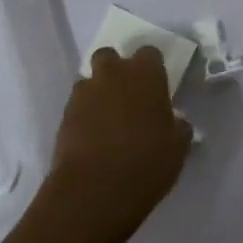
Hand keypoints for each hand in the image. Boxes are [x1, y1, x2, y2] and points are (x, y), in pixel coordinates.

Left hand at [30, 46, 192, 242]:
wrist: (95, 189)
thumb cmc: (146, 162)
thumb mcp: (178, 146)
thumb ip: (178, 126)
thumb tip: (176, 121)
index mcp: (145, 74)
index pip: (149, 53)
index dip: (152, 67)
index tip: (156, 86)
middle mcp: (112, 74)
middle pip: (110, 56)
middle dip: (117, 70)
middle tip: (128, 96)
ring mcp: (84, 93)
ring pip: (90, 80)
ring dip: (98, 92)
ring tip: (108, 119)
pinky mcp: (64, 115)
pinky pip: (77, 105)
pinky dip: (85, 115)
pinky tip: (93, 137)